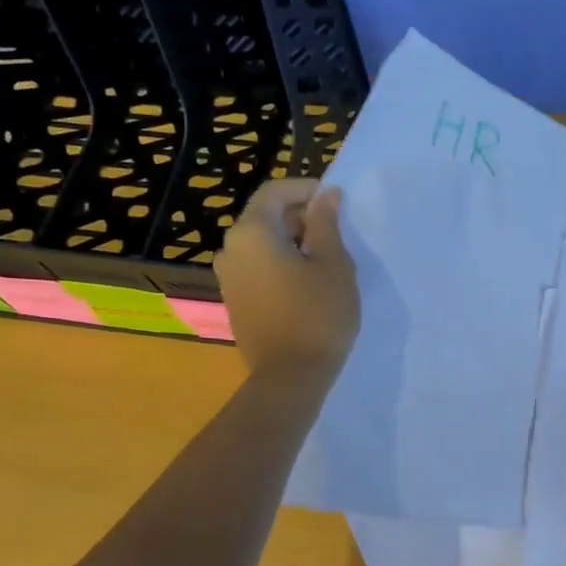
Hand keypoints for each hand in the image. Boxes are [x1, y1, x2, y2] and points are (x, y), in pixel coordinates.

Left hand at [215, 179, 359, 380]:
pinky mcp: (235, 300)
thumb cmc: (318, 313)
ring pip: (262, 243)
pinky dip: (281, 263)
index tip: (337, 203)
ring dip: (293, 241)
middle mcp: (230, 248)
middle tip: (337, 232)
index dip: (307, 189)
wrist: (290, 376)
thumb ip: (326, 223)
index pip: (275, 191)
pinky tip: (308, 283)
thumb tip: (326, 195)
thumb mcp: (333, 263)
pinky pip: (257, 266)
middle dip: (301, 216)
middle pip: (265, 215)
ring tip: (326, 259)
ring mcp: (228, 276)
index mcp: (251, 232)